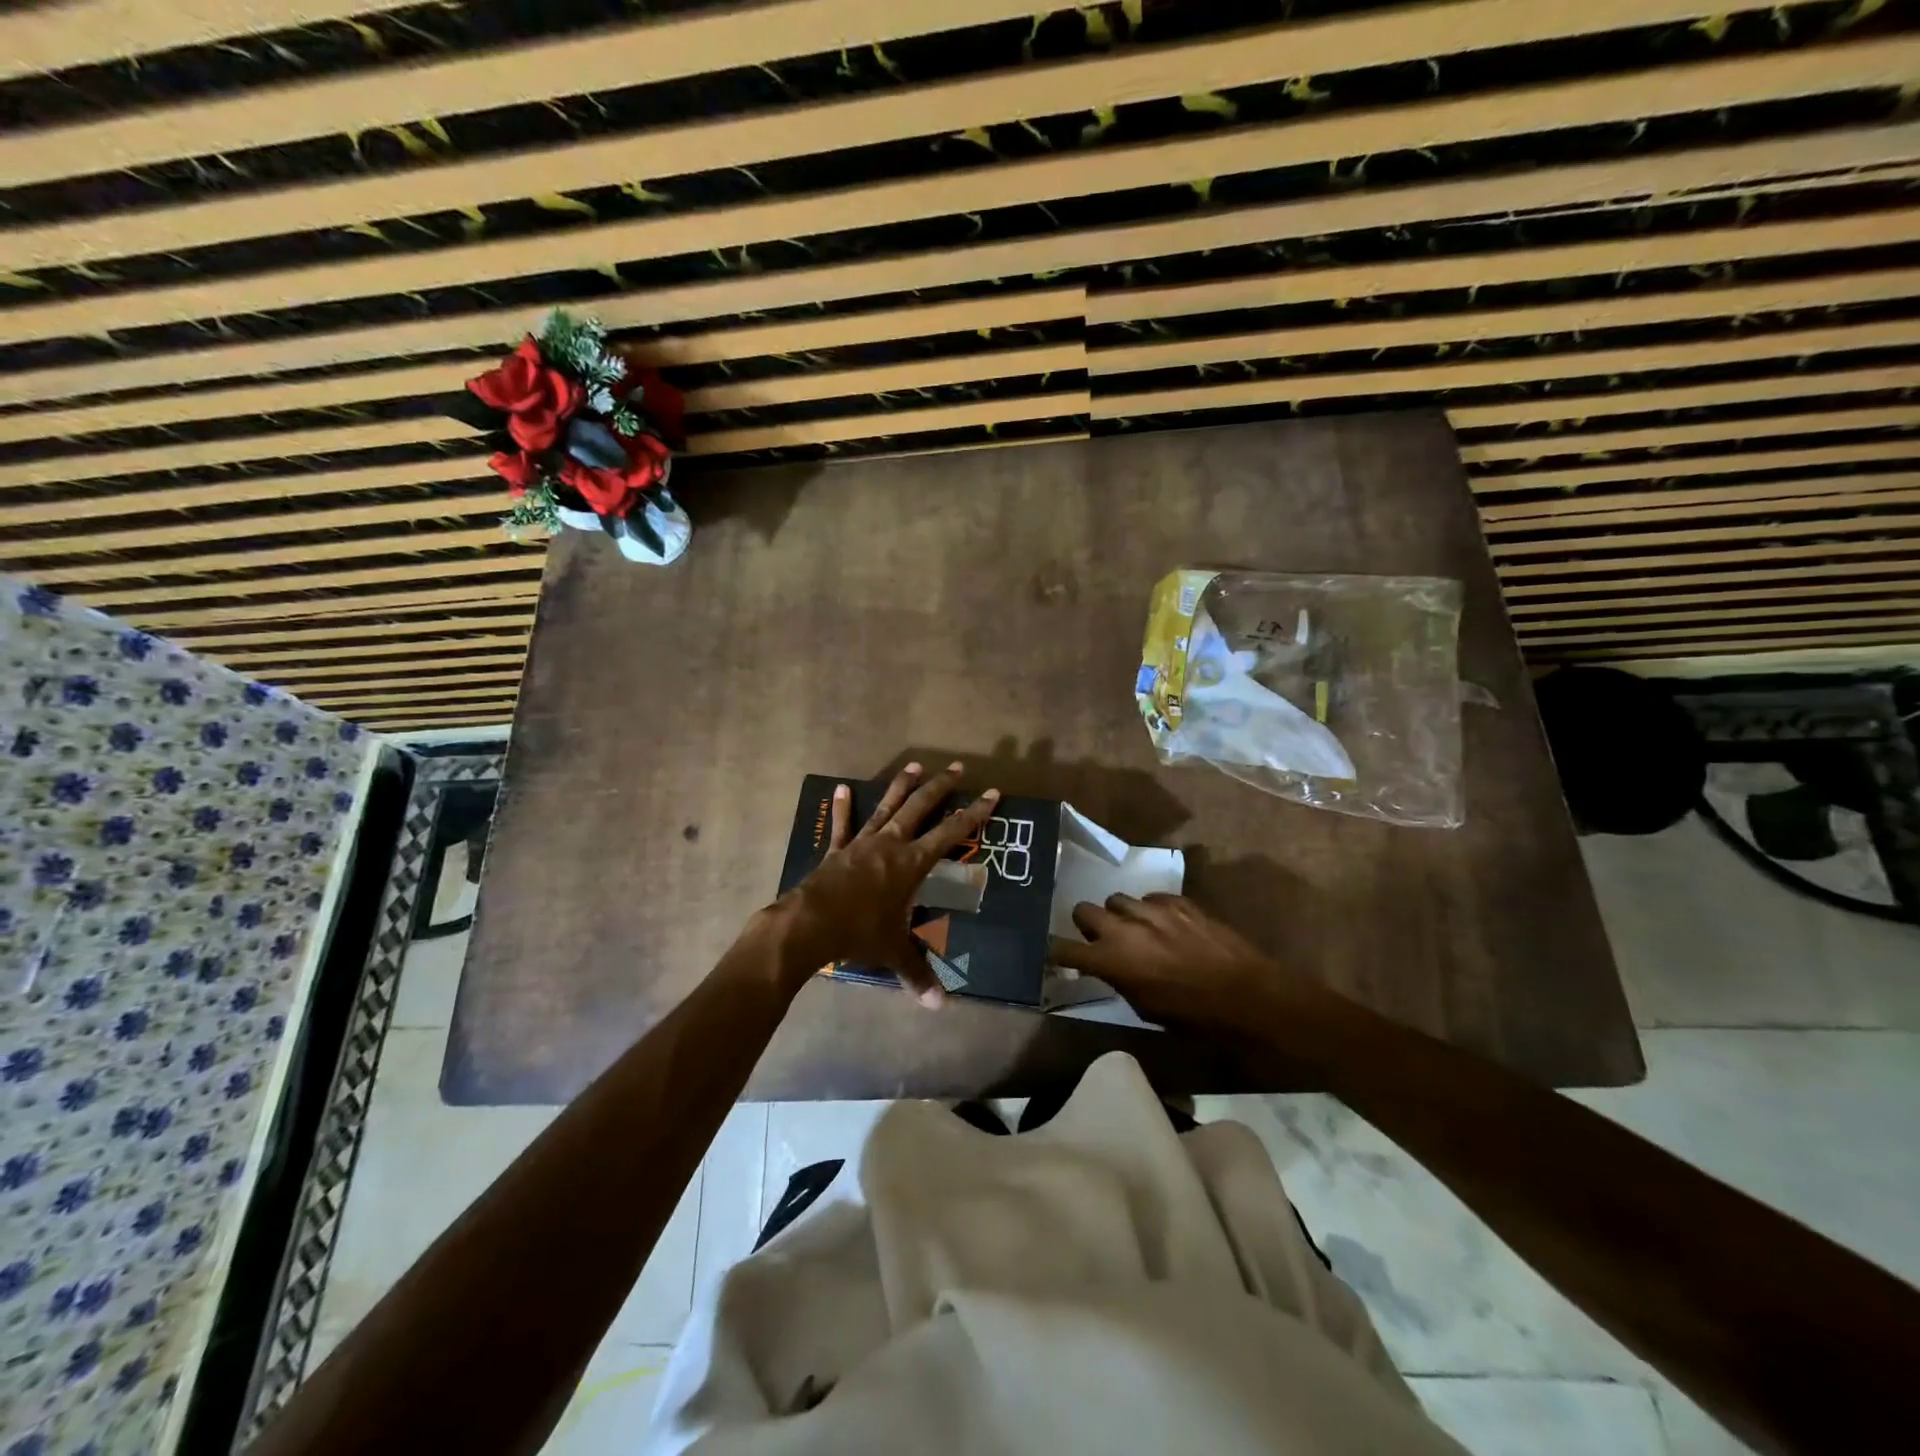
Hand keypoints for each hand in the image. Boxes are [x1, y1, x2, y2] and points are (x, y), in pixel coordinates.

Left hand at [777, 762, 999, 1006]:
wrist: (811, 924)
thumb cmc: (860, 933)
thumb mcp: (893, 951)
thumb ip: (918, 974)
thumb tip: (939, 1006)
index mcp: (911, 863)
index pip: (951, 833)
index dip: (974, 813)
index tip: (992, 793)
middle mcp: (890, 844)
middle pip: (920, 807)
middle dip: (940, 787)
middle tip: (956, 767)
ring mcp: (861, 843)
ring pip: (886, 807)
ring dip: (901, 786)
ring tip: (914, 764)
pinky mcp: (837, 850)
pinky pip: (842, 825)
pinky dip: (843, 808)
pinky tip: (843, 789)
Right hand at [1054, 893, 1330, 1031]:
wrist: (1248, 995)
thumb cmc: (1195, 1017)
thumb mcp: (1146, 1010)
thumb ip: (1119, 981)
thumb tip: (1108, 969)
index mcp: (1111, 960)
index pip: (1063, 949)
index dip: (1054, 952)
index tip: (1054, 955)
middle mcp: (1124, 927)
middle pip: (1083, 910)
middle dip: (1087, 924)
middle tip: (1100, 939)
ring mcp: (1152, 909)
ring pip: (1117, 899)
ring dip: (1120, 915)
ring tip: (1137, 930)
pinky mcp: (1178, 900)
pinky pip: (1151, 897)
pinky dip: (1152, 910)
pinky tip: (1167, 926)